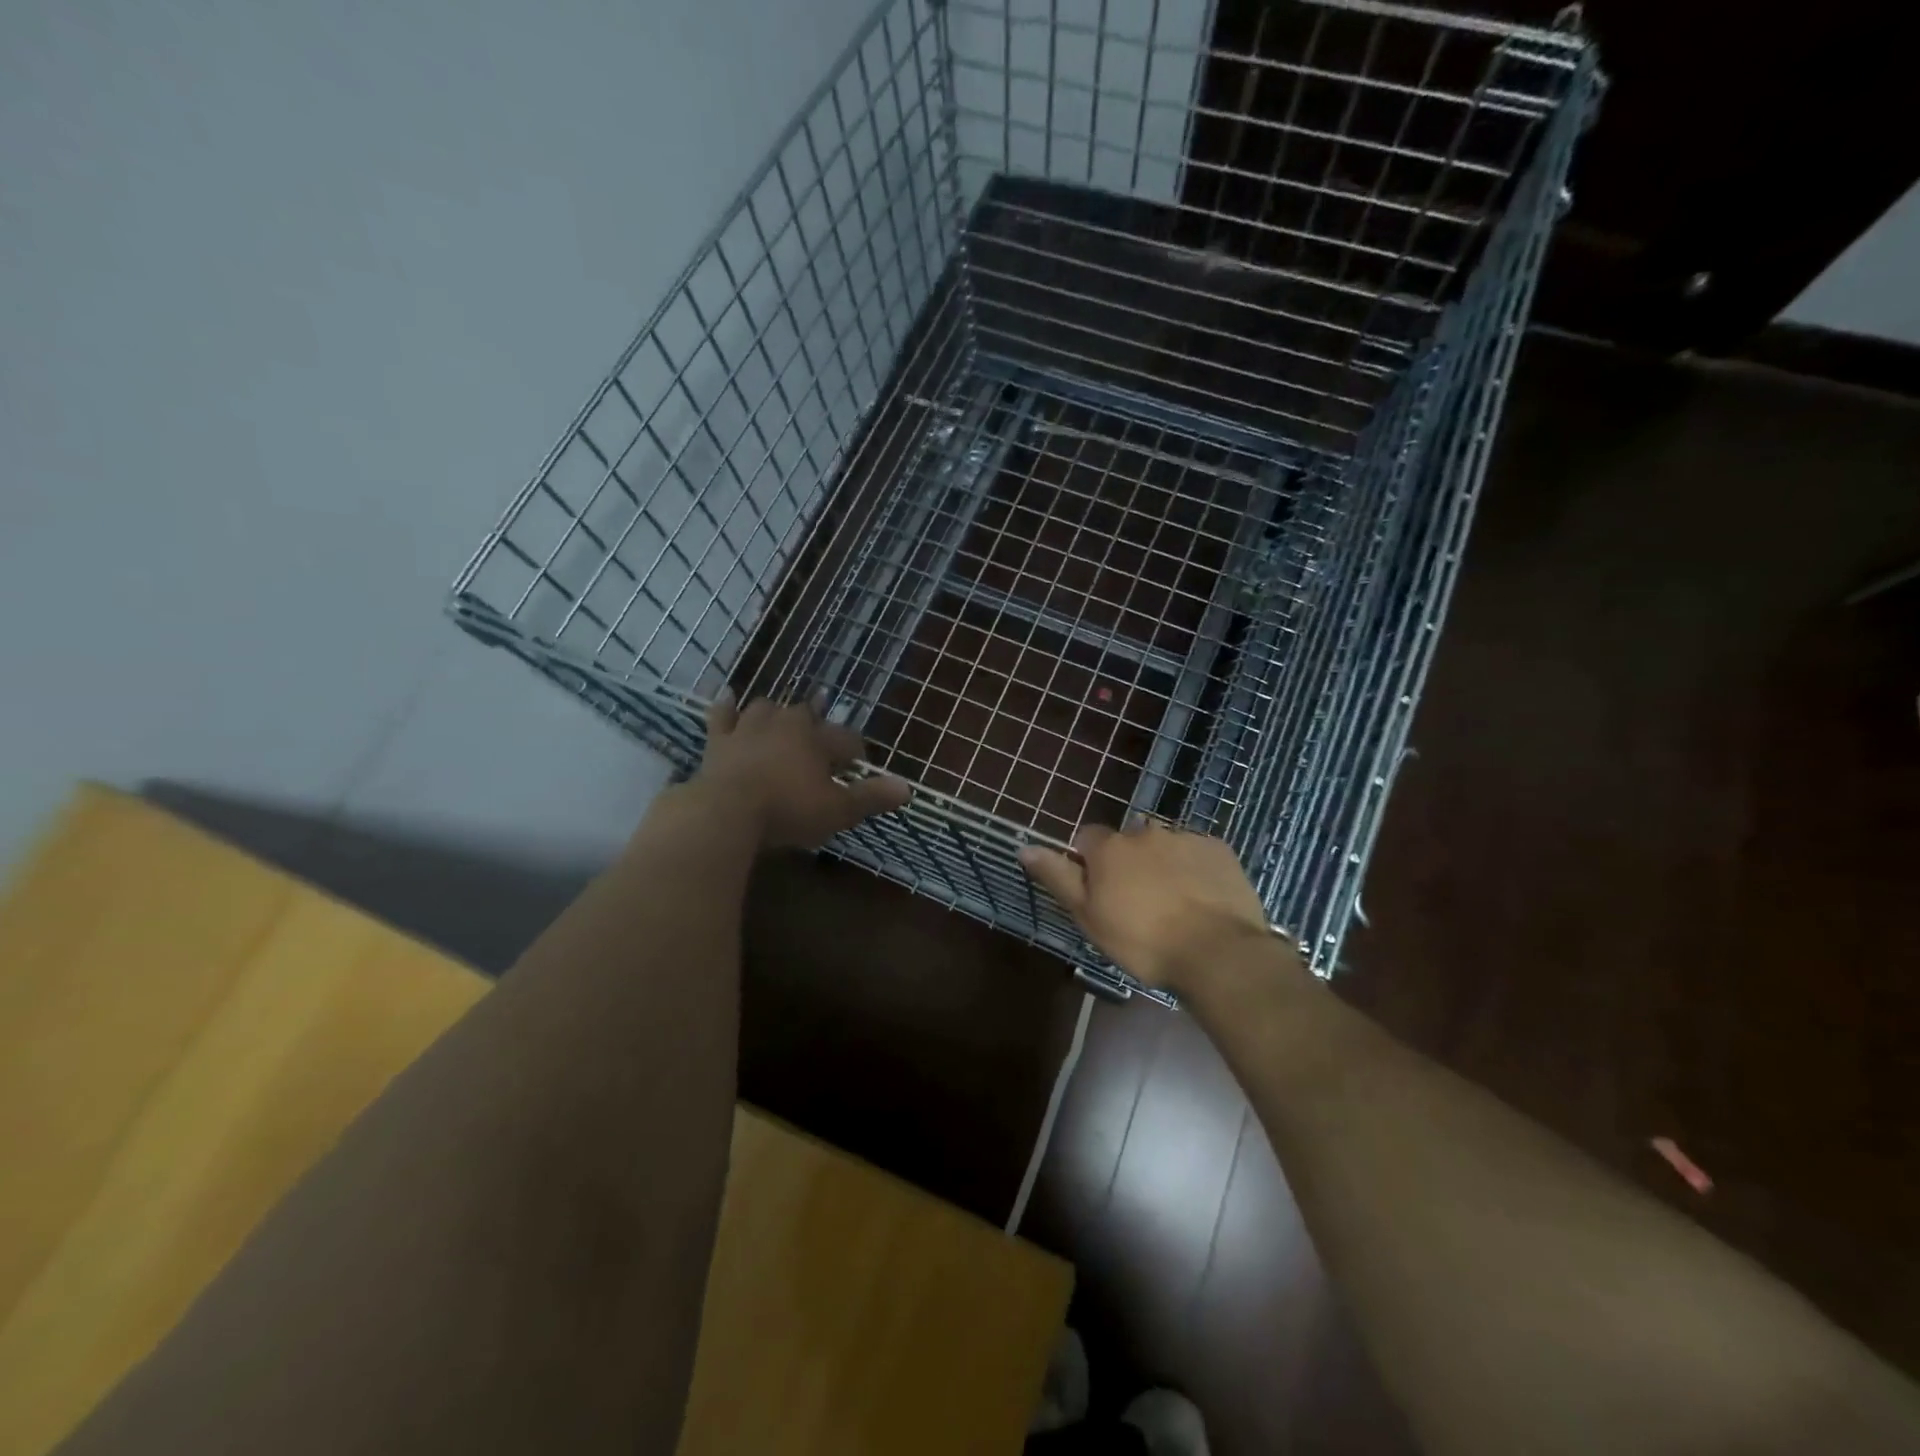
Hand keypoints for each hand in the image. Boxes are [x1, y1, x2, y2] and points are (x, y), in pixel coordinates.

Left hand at [692, 690, 910, 848]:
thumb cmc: (789, 810)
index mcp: (817, 739)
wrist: (726, 812)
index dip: (854, 750)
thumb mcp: (838, 810)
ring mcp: (748, 729)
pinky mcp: (718, 741)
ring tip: (781, 718)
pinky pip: (722, 716)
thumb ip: (871, 797)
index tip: (858, 762)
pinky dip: (726, 707)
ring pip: (766, 708)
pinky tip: (727, 696)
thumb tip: (908, 788)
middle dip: (817, 723)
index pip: (845, 738)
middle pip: (806, 715)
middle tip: (821, 735)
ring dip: (776, 712)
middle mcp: (785, 724)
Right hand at [1019, 822, 1283, 990]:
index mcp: (1110, 847)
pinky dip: (1195, 869)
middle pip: (1128, 840)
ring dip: (1162, 863)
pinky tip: (1201, 900)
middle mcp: (1146, 831)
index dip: (1089, 863)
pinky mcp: (1219, 850)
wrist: (1216, 952)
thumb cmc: (1141, 940)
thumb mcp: (1088, 915)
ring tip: (1173, 903)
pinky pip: (1198, 853)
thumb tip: (1025, 847)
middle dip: (1129, 862)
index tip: (1099, 892)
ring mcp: (1186, 838)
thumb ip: (1057, 877)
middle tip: (1137, 902)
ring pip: (1165, 845)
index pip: (1087, 838)